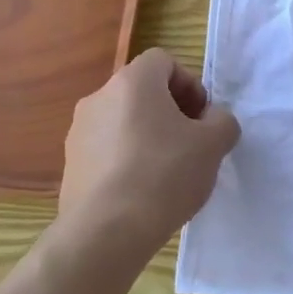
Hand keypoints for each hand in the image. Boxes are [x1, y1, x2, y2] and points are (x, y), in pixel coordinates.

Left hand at [55, 48, 240, 278]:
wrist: (106, 232)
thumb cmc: (164, 174)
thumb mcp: (213, 145)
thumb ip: (222, 122)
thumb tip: (213, 121)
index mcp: (133, 81)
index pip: (163, 61)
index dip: (189, 84)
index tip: (201, 118)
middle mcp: (99, 97)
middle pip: (142, 91)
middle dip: (170, 111)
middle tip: (190, 144)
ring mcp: (78, 131)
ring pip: (122, 121)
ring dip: (146, 136)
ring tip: (166, 172)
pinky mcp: (69, 165)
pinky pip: (106, 150)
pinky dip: (125, 160)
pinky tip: (141, 192)